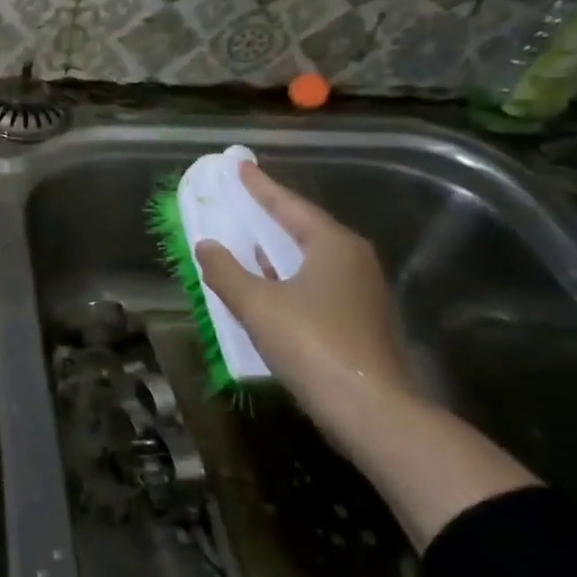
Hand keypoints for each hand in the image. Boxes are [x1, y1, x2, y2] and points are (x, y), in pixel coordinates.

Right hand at [193, 162, 416, 420]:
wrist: (370, 409)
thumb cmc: (312, 343)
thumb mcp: (257, 304)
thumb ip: (226, 271)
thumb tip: (206, 246)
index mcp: (333, 245)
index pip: (290, 205)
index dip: (261, 187)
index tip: (240, 167)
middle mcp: (353, 260)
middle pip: (304, 227)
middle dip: (270, 214)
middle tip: (242, 197)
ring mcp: (361, 292)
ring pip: (310, 257)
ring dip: (277, 247)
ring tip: (247, 236)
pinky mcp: (358, 320)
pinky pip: (315, 282)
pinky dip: (287, 275)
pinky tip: (267, 283)